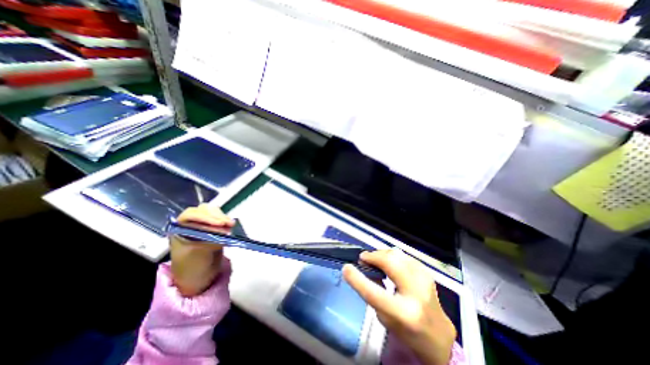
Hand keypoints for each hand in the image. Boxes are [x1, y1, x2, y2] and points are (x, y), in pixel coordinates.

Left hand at [170, 204, 236, 298]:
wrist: (199, 278)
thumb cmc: (192, 269)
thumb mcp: (197, 256)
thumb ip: (209, 241)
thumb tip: (224, 230)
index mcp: (178, 230)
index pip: (190, 215)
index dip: (205, 217)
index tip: (220, 224)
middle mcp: (189, 224)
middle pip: (203, 211)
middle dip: (216, 216)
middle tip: (229, 223)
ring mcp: (202, 225)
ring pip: (212, 212)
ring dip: (222, 217)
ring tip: (231, 225)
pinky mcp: (213, 227)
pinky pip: (219, 218)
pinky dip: (225, 220)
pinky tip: (230, 225)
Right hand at [342, 250, 453, 364]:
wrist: (439, 334)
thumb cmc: (407, 331)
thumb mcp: (385, 319)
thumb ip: (373, 294)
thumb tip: (365, 269)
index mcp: (404, 313)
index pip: (375, 293)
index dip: (357, 279)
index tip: (346, 267)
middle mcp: (416, 292)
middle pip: (389, 262)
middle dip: (372, 256)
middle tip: (363, 259)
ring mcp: (424, 278)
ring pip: (396, 254)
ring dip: (381, 254)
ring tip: (373, 260)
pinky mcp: (426, 271)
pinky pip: (402, 255)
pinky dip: (391, 256)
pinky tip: (387, 262)